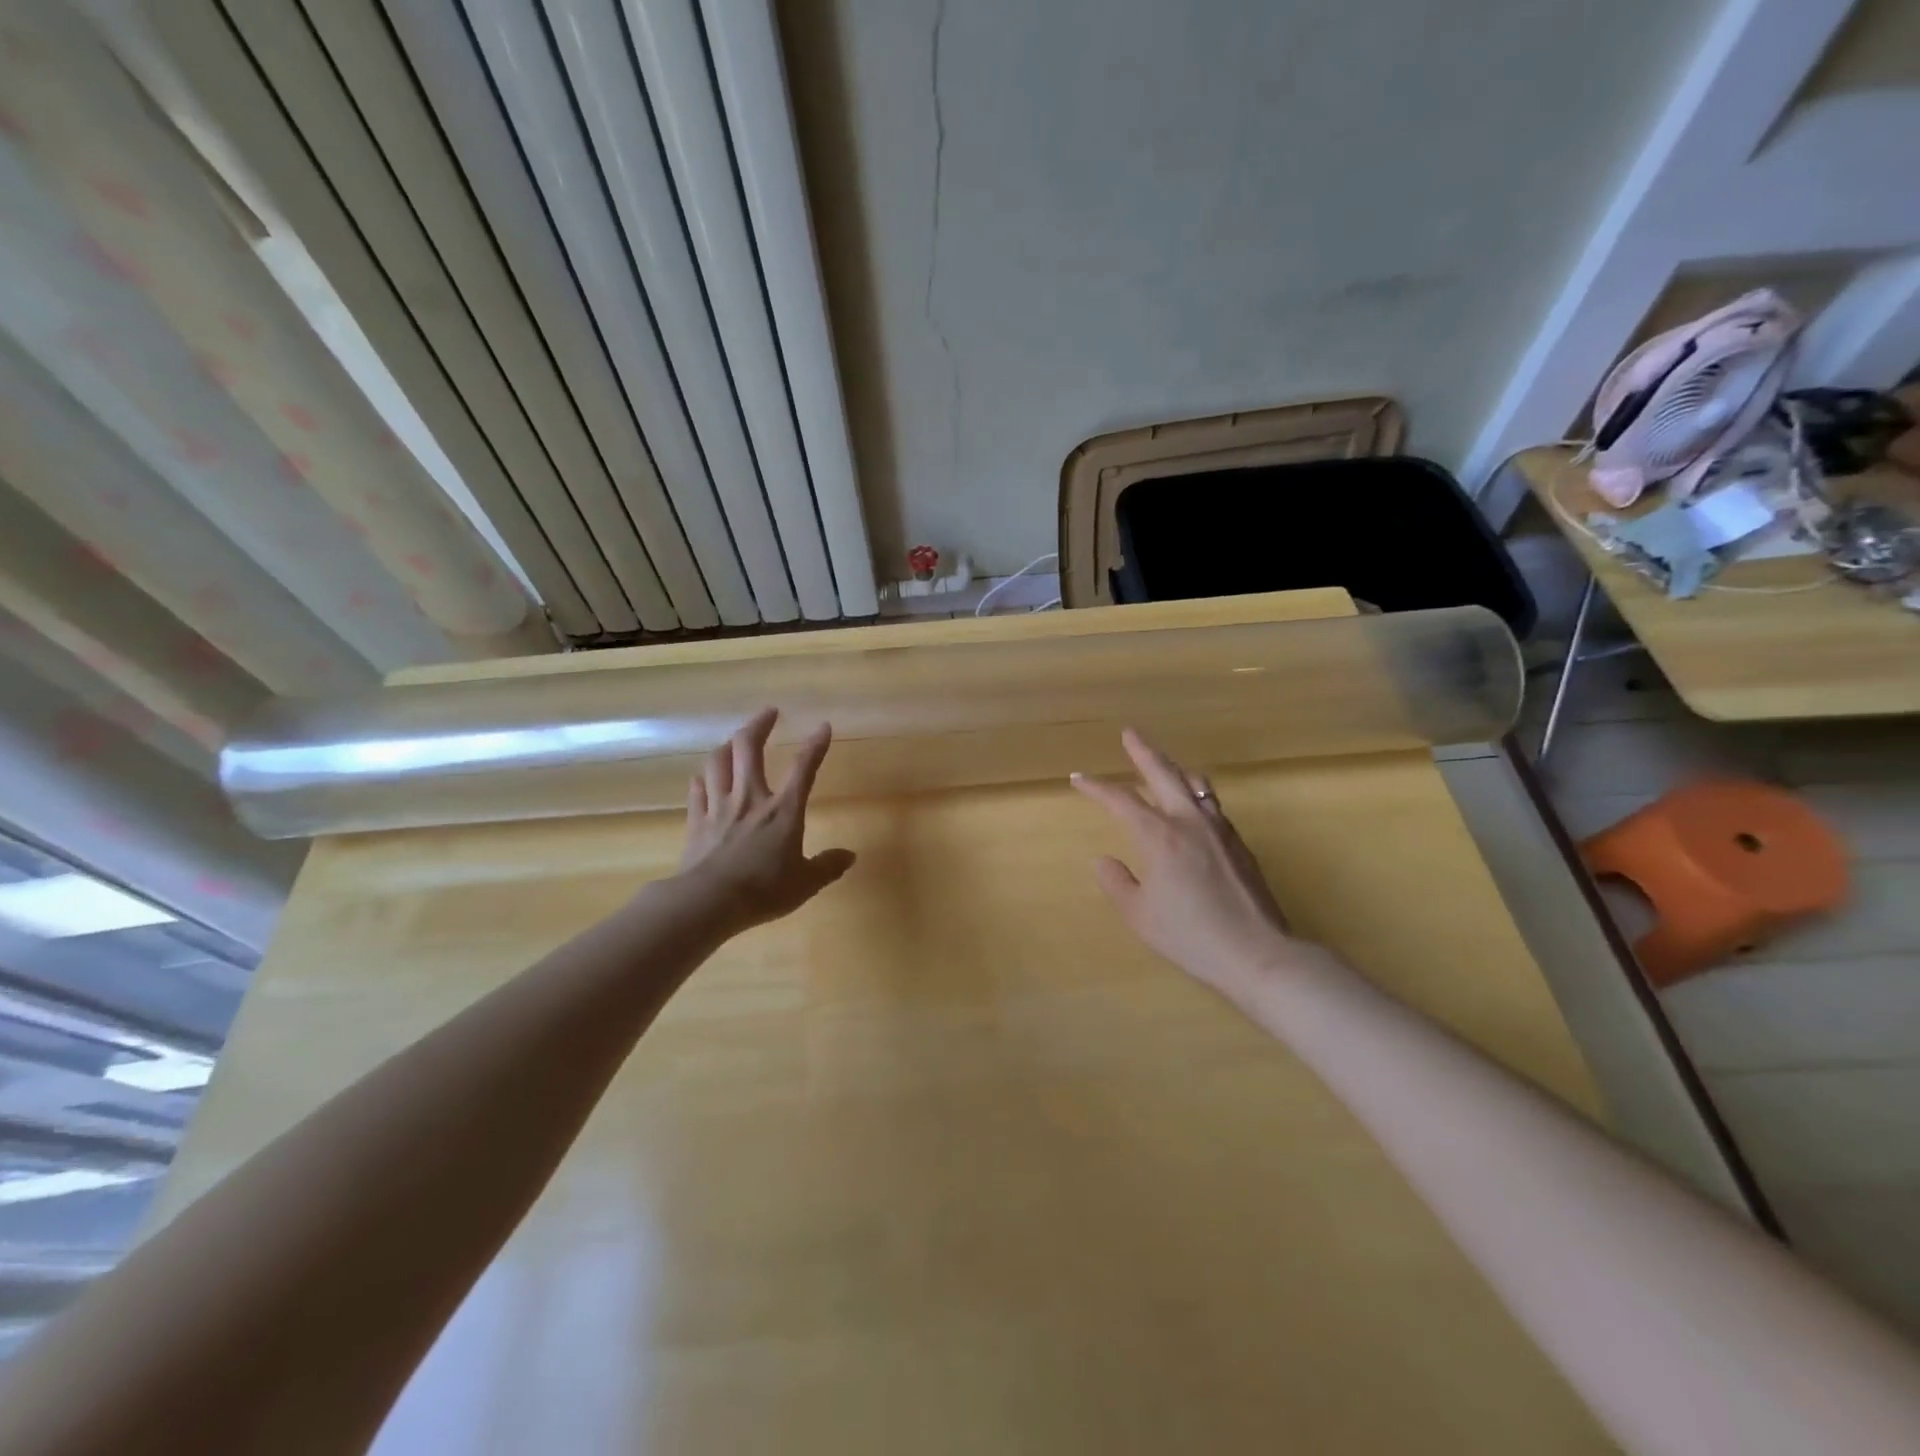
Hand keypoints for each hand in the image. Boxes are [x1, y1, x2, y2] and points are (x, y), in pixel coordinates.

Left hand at [676, 708, 855, 932]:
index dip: (815, 745)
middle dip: (759, 724)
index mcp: (783, 810)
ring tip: (736, 739)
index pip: (804, 768)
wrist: (710, 901)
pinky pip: (697, 791)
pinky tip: (703, 777)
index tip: (823, 726)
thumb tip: (850, 856)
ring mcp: (720, 807)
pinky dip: (703, 779)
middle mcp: (751, 798)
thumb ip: (827, 866)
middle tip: (769, 712)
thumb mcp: (806, 883)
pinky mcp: (697, 822)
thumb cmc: (764, 890)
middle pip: (749, 748)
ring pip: (719, 761)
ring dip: (728, 745)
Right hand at [1072, 729, 1305, 996]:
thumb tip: (1104, 860)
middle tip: (1129, 734)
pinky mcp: (1238, 842)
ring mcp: (1218, 829)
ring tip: (1163, 761)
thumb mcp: (1139, 915)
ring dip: (1173, 767)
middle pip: (1163, 774)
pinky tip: (1191, 803)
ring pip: (1194, 783)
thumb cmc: (1190, 935)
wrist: (1256, 952)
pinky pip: (1210, 803)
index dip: (1096, 787)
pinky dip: (1193, 791)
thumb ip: (1117, 882)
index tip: (1078, 778)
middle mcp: (1189, 822)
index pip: (1121, 800)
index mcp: (1160, 836)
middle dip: (1143, 752)